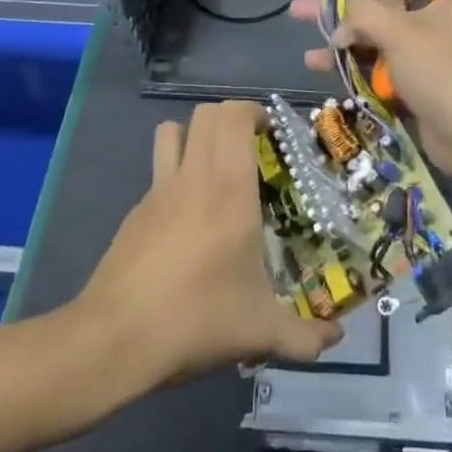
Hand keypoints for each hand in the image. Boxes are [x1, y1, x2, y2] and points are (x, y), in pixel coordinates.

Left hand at [78, 101, 340, 387]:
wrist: (115, 339)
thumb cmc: (197, 319)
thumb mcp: (260, 333)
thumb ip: (304, 336)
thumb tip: (336, 338)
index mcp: (229, 189)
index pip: (235, 118)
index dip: (254, 112)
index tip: (272, 134)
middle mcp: (193, 177)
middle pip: (205, 114)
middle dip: (230, 118)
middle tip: (251, 147)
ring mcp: (157, 191)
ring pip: (171, 131)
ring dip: (195, 134)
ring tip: (216, 166)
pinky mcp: (135, 212)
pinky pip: (157, 171)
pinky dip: (175, 173)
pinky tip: (187, 218)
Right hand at [289, 0, 451, 194]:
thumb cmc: (439, 71)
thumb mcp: (399, 31)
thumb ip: (363, 14)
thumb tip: (340, 28)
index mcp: (438, 3)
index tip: (360, 13)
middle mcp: (431, 26)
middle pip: (379, 14)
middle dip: (341, 18)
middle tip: (300, 13)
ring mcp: (423, 61)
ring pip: (375, 47)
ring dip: (343, 51)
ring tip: (310, 60)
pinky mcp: (416, 90)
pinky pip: (380, 75)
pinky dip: (357, 75)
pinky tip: (329, 78)